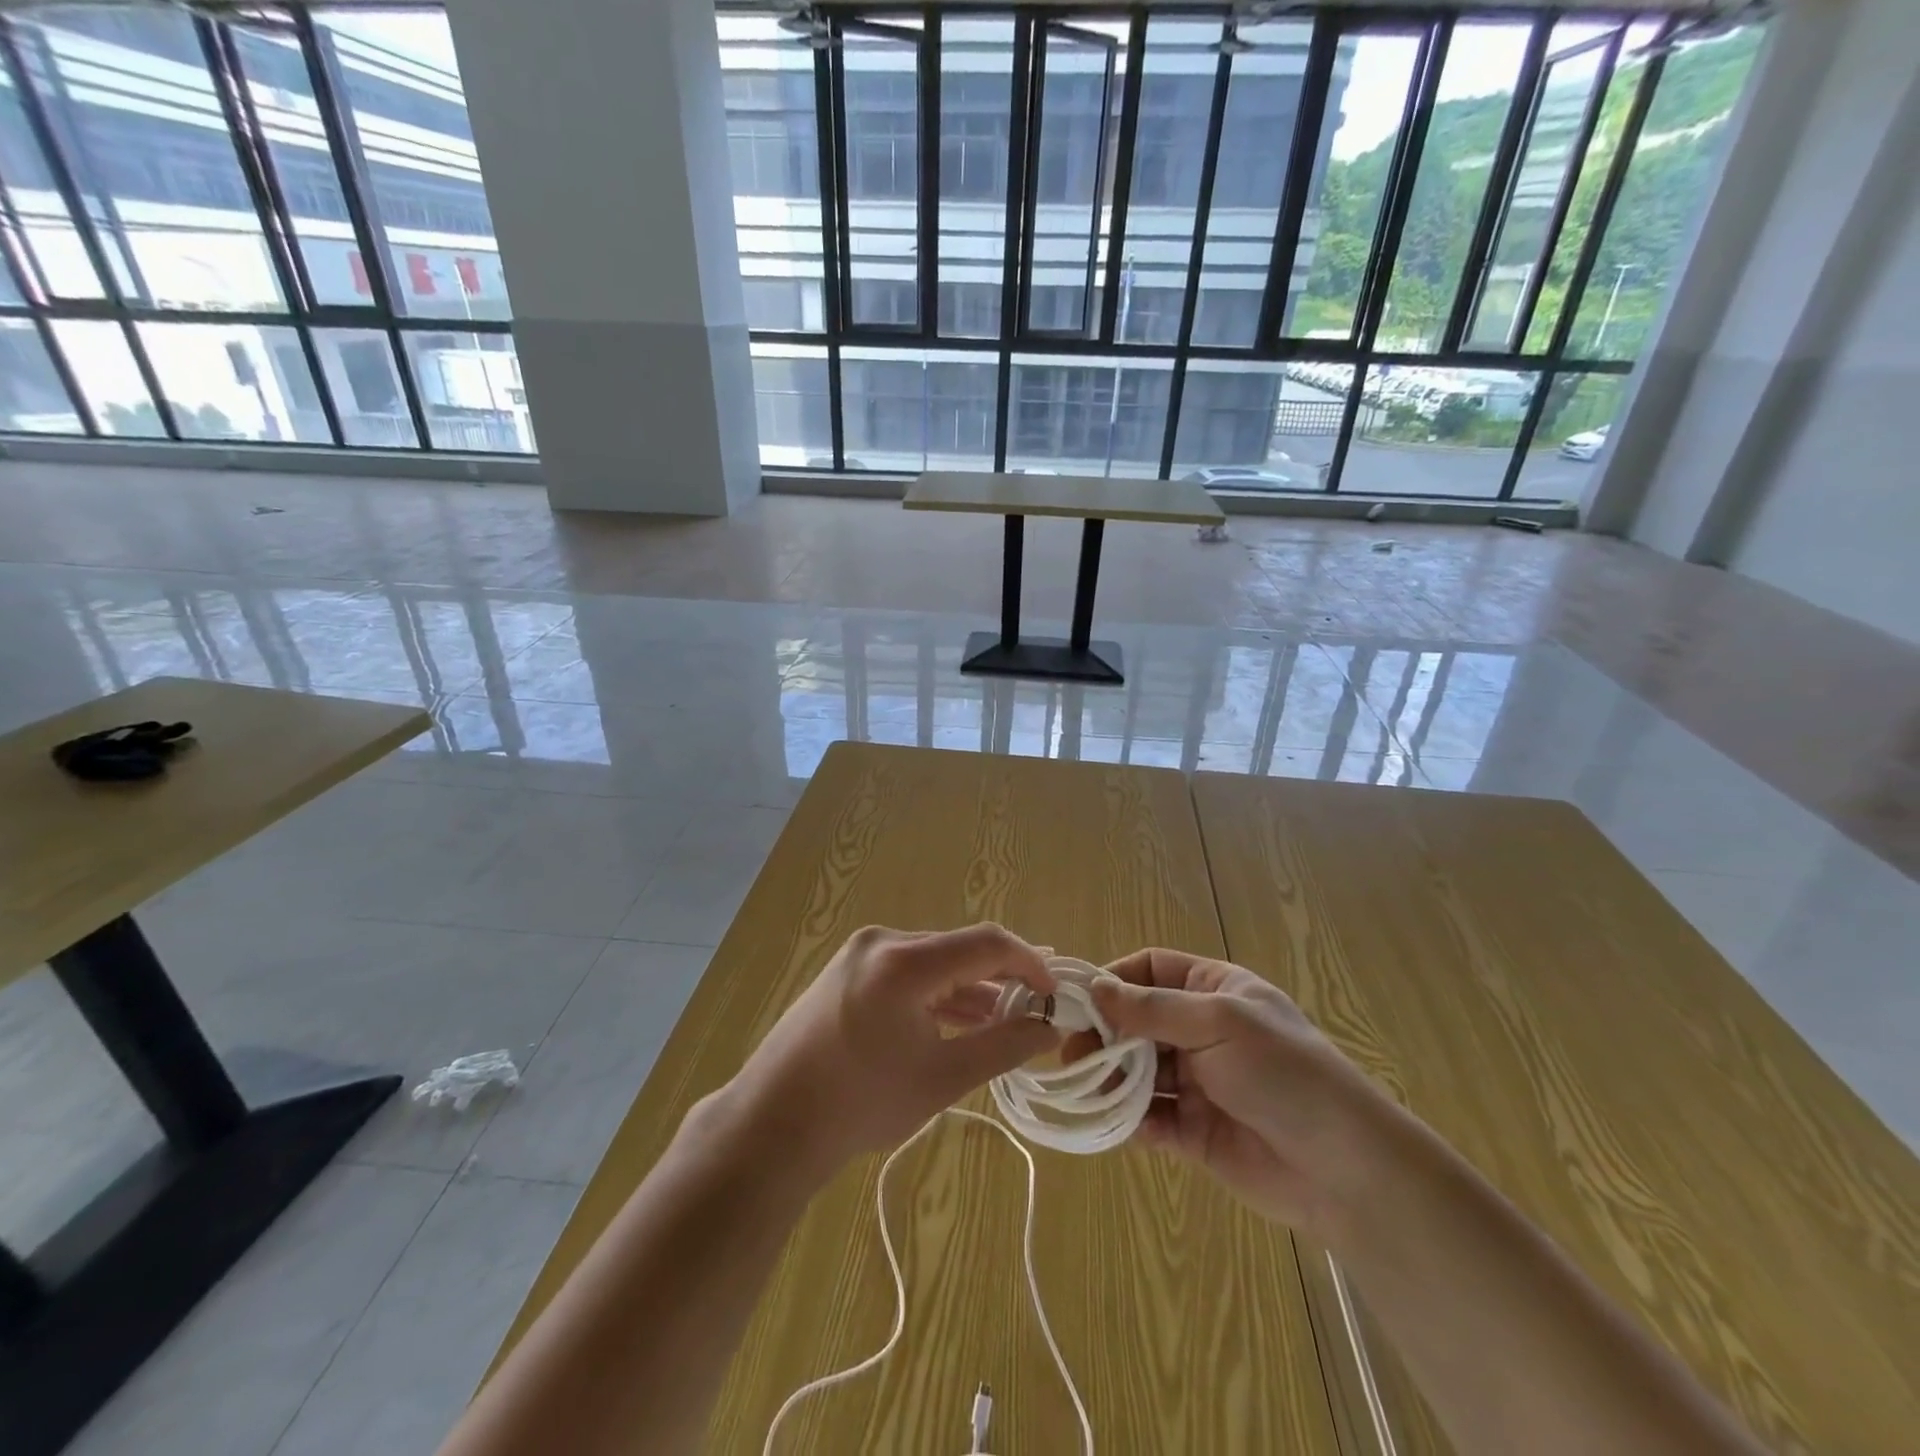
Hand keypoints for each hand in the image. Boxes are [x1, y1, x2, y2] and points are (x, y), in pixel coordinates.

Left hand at [729, 924, 1059, 1173]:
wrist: (773, 1125)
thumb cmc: (862, 1104)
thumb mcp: (943, 1077)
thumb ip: (1004, 1046)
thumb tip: (1050, 1027)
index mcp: (905, 961)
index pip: (986, 943)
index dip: (1029, 963)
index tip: (1055, 994)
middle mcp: (882, 942)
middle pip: (959, 949)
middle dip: (1001, 978)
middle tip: (1035, 1010)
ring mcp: (861, 954)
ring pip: (934, 961)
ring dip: (969, 988)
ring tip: (1005, 1020)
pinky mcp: (848, 970)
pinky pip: (909, 972)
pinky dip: (938, 993)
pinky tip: (960, 1020)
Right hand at [1089, 948, 1401, 1239]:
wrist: (1347, 1170)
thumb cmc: (1284, 1073)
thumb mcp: (1219, 1023)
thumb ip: (1153, 1008)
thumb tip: (1095, 988)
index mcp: (1213, 990)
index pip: (1149, 970)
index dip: (1113, 980)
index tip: (1078, 1001)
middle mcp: (1201, 1030)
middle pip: (1136, 1021)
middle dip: (1104, 1034)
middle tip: (1070, 1052)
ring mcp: (1197, 1081)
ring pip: (1138, 1070)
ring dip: (1111, 1077)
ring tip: (1088, 1088)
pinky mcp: (1195, 1131)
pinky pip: (1151, 1117)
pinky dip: (1129, 1119)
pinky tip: (1116, 1122)